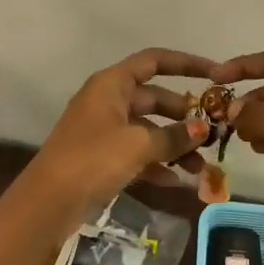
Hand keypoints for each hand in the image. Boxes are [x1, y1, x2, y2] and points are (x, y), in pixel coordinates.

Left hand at [28, 48, 218, 216]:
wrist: (48, 203)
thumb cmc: (92, 159)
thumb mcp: (137, 144)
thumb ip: (173, 136)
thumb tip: (203, 129)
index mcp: (112, 84)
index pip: (154, 61)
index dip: (186, 63)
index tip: (216, 74)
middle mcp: (108, 100)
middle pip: (154, 97)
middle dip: (184, 115)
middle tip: (213, 131)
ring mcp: (104, 130)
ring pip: (148, 129)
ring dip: (175, 145)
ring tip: (201, 167)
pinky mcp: (102, 158)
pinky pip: (138, 153)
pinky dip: (158, 164)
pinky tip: (180, 182)